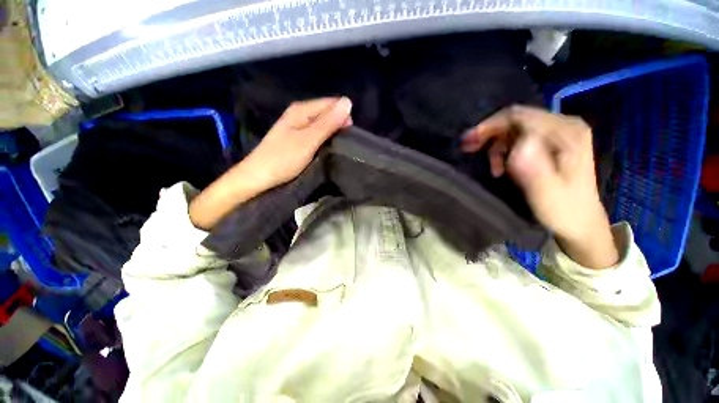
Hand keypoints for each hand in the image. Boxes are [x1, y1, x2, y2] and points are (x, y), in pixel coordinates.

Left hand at [242, 97, 352, 189]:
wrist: (258, 177)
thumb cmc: (283, 158)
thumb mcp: (308, 140)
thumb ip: (328, 123)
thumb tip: (348, 102)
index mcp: (301, 109)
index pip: (331, 103)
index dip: (343, 115)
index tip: (350, 133)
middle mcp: (299, 114)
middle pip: (326, 113)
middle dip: (338, 124)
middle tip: (345, 143)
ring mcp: (297, 127)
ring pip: (322, 124)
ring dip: (332, 133)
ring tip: (339, 147)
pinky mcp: (297, 139)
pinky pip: (316, 134)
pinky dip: (324, 139)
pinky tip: (327, 148)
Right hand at [461, 105, 617, 268]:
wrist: (580, 222)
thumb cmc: (563, 209)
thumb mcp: (546, 192)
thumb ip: (533, 167)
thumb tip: (518, 144)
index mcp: (566, 133)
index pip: (519, 116)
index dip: (489, 126)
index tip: (468, 143)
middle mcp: (564, 125)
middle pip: (516, 119)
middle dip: (489, 133)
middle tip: (469, 149)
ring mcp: (559, 132)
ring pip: (515, 128)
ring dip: (496, 145)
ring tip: (493, 168)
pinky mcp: (553, 142)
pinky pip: (519, 137)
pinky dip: (504, 149)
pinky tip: (502, 165)